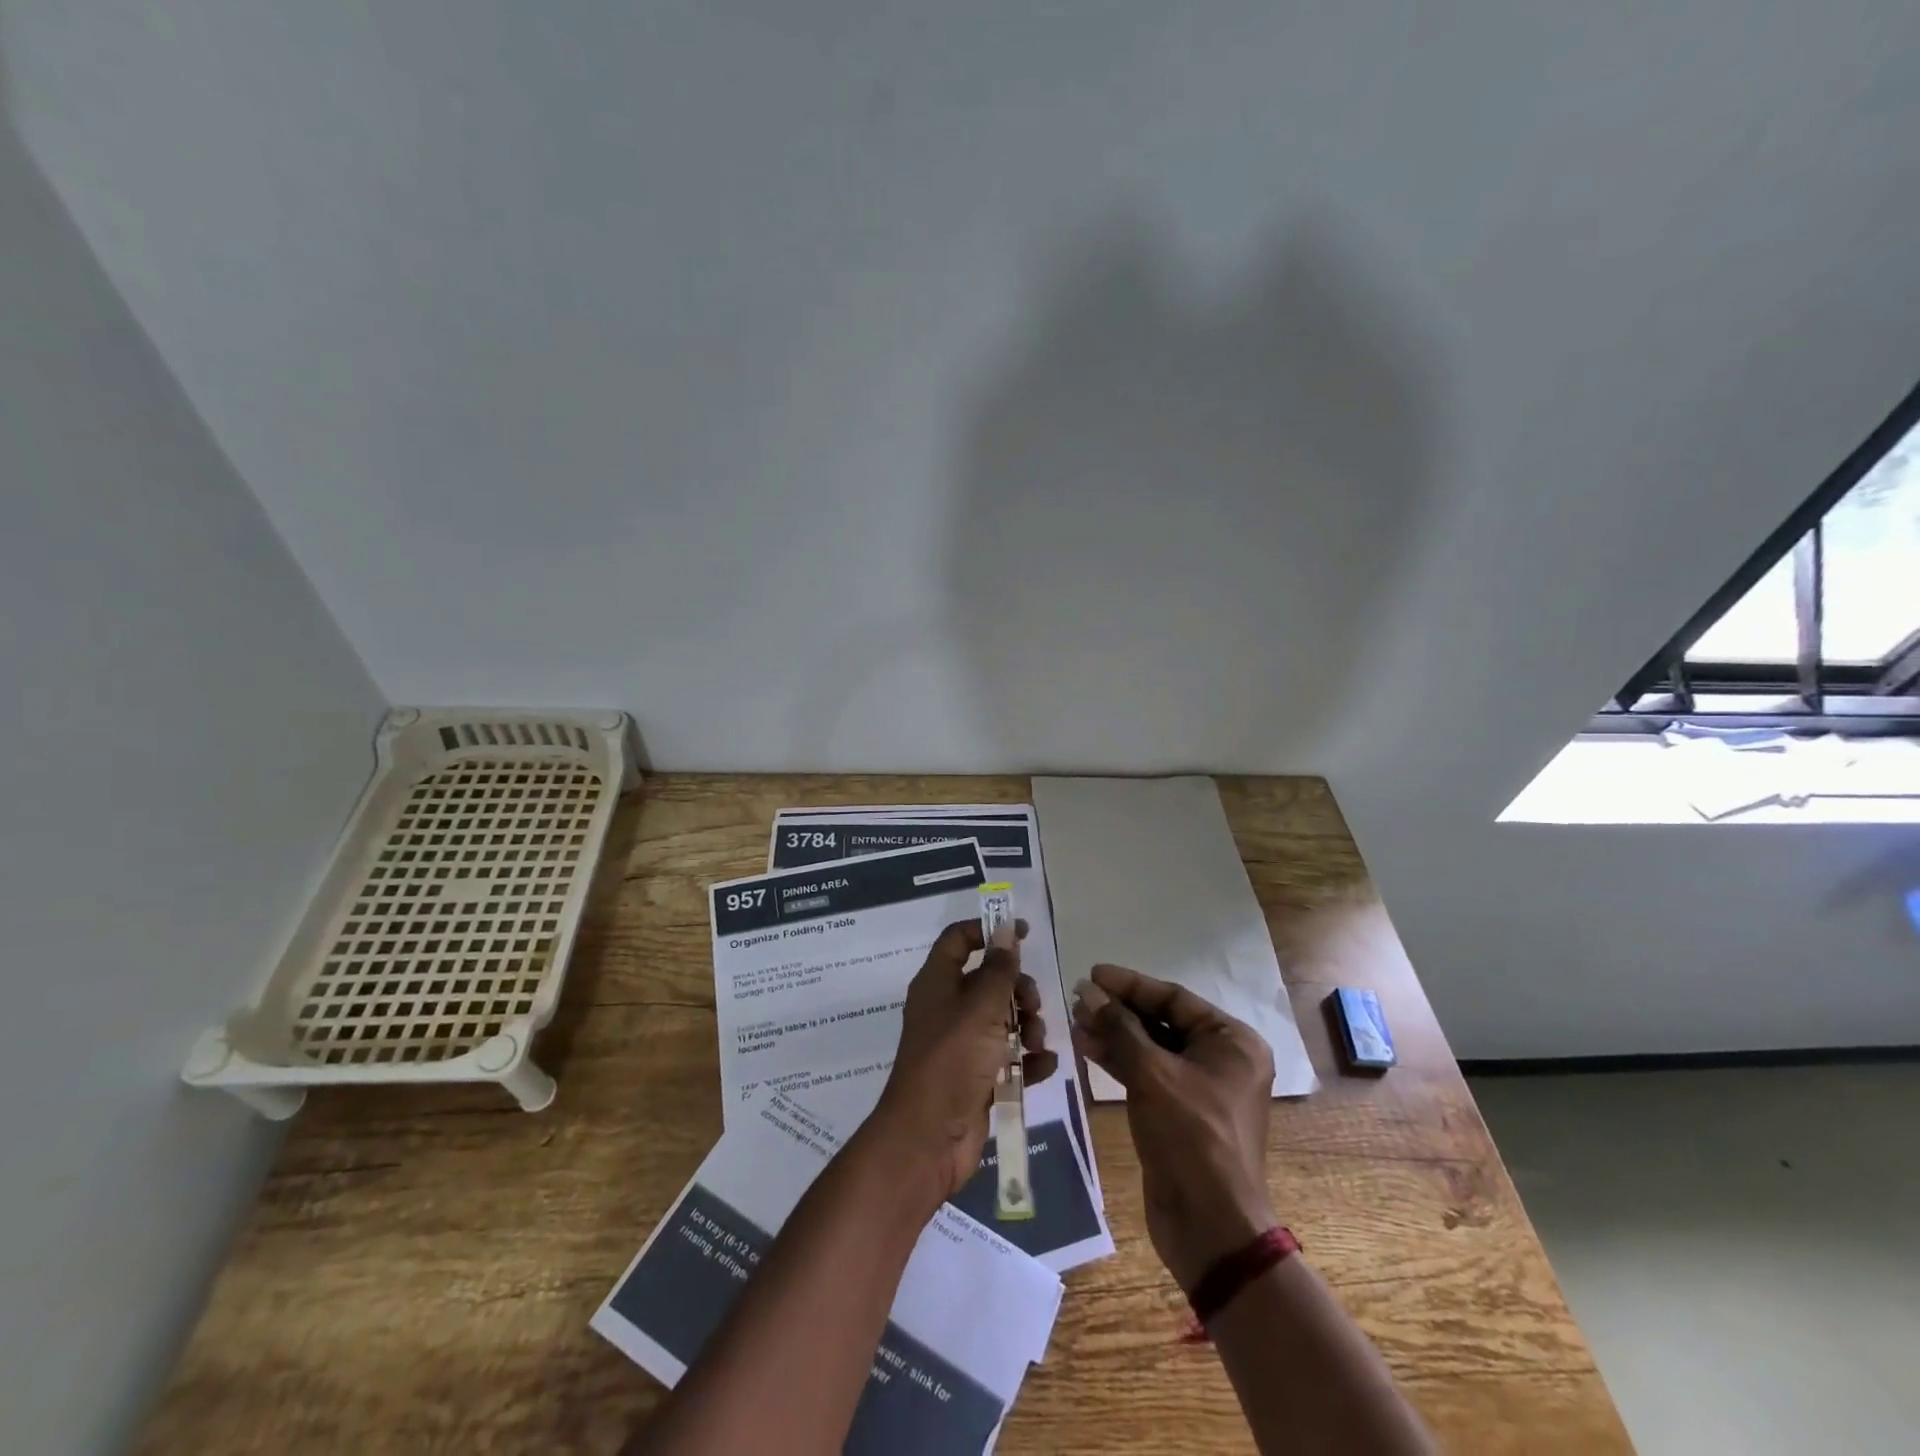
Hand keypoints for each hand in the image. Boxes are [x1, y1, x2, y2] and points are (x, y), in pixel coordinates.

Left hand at [868, 919, 1058, 1205]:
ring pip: (1002, 1019)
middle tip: (1033, 1004)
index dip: (989, 930)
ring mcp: (961, 1045)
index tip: (1024, 933)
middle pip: (988, 980)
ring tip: (1037, 1041)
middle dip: (1017, 988)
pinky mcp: (976, 1077)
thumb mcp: (980, 1008)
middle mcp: (947, 1009)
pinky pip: (1008, 1057)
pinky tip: (1044, 1065)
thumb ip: (998, 969)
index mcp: (937, 983)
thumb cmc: (951, 1061)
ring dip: (1027, 1025)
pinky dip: (1027, 1059)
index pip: (959, 939)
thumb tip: (1004, 927)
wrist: (928, 1140)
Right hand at [1071, 965, 1276, 1290]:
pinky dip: (1120, 1061)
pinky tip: (1088, 1048)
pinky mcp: (1180, 1113)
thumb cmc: (1190, 1136)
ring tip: (1076, 1021)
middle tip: (1079, 1000)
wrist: (1209, 1226)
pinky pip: (1148, 1074)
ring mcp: (1201, 1088)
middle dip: (1119, 1011)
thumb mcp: (1152, 1074)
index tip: (1093, 974)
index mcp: (1232, 1041)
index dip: (1130, 984)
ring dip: (1114, 1034)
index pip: (1174, 997)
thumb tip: (1089, 991)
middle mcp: (1221, 1059)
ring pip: (1151, 1048)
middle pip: (1162, 1021)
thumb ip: (1120, 1027)